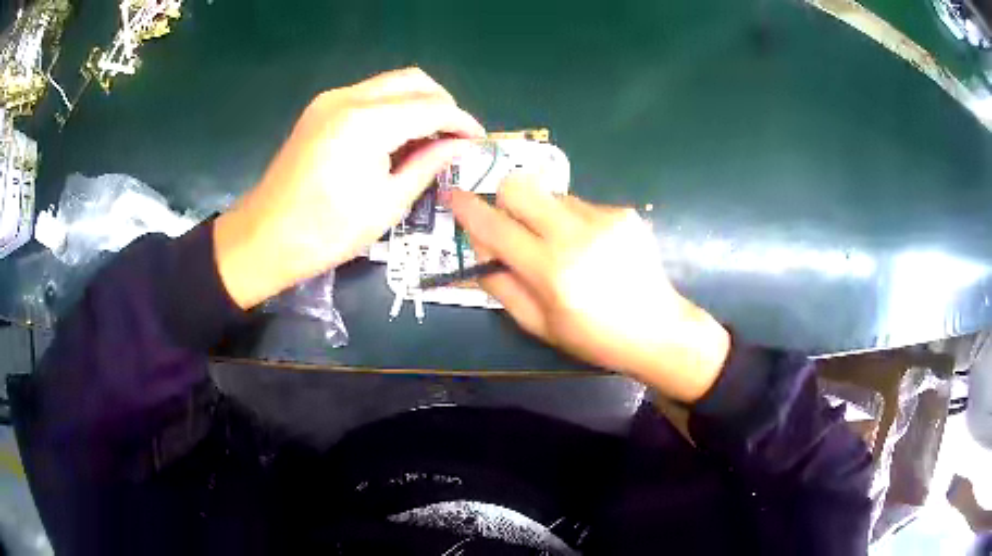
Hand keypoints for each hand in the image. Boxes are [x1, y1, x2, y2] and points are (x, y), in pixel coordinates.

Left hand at [215, 67, 484, 308]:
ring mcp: (330, 99)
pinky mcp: (320, 109)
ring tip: (430, 139)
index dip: (462, 122)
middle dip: (443, 104)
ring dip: (418, 103)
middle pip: (414, 81)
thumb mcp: (387, 204)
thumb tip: (463, 145)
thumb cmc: (326, 233)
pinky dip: (393, 107)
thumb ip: (429, 164)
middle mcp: (348, 98)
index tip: (479, 141)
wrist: (264, 238)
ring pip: (392, 83)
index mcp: (366, 123)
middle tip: (455, 138)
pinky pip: (370, 94)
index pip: (433, 106)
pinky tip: (398, 136)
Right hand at [448, 174, 729, 401]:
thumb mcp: (538, 324)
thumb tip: (477, 251)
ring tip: (563, 247)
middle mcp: (575, 235)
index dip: (467, 209)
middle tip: (513, 227)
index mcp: (550, 270)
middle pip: (520, 185)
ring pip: (550, 194)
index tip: (452, 195)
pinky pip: (580, 204)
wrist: (657, 329)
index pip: (495, 227)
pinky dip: (573, 221)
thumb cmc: (593, 337)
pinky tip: (591, 248)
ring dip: (542, 215)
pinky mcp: (623, 212)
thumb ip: (500, 285)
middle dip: (505, 201)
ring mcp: (604, 218)